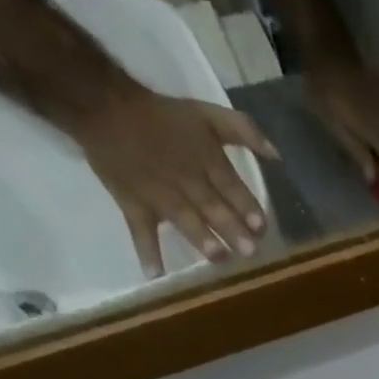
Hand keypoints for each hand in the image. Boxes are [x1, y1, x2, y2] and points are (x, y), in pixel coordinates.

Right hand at [71, 88, 279, 277]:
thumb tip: (278, 156)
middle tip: (248, 251)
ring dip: (200, 237)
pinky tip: (156, 274)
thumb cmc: (163, 115)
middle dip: (230, 228)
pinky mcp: (134, 204)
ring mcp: (159, 194)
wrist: (100, 104)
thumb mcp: (207, 113)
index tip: (259, 226)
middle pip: (211, 206)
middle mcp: (185, 180)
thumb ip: (244, 130)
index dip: (245, 206)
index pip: (230, 186)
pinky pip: (140, 230)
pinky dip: (146, 251)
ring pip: (182, 217)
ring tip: (217, 256)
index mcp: (205, 160)